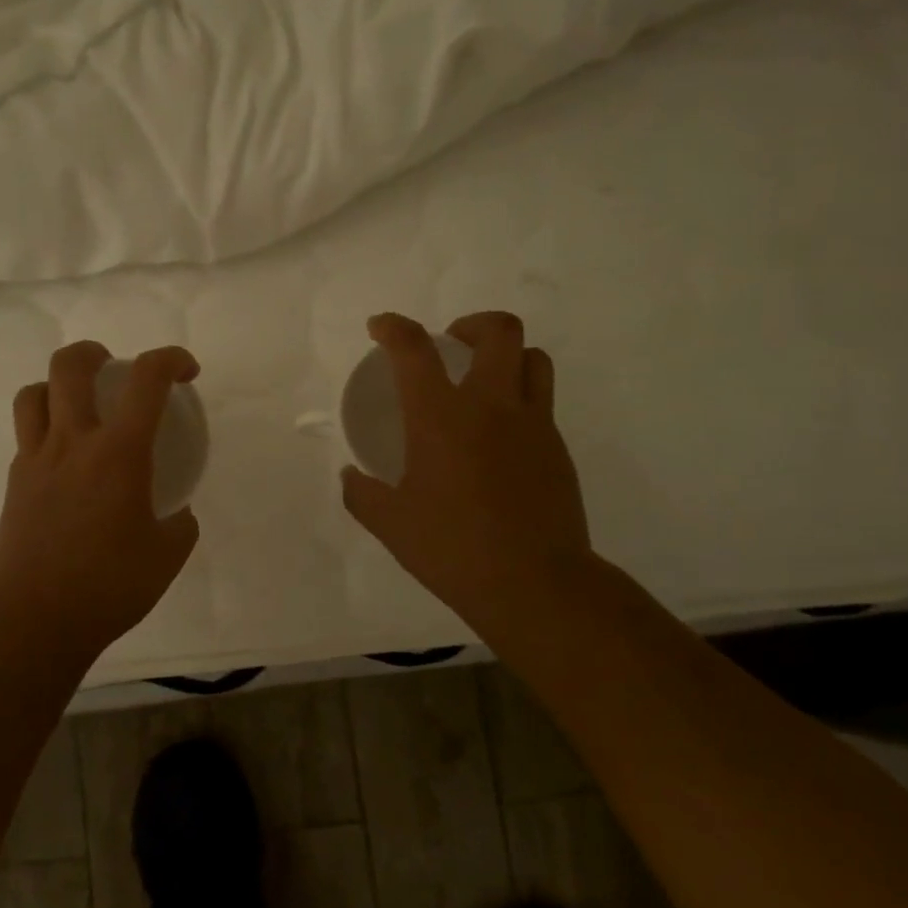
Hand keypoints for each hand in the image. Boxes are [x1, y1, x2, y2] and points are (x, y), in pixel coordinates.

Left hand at [0, 341, 201, 660]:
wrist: (35, 620)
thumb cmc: (110, 586)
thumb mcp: (167, 556)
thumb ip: (179, 525)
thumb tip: (176, 514)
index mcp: (118, 453)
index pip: (147, 380)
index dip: (171, 360)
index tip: (186, 372)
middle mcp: (72, 442)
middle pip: (70, 365)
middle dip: (96, 353)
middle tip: (115, 370)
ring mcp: (35, 460)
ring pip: (34, 393)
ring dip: (58, 386)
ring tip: (78, 406)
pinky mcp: (15, 483)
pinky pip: (26, 435)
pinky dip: (46, 428)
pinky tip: (65, 461)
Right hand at [341, 311, 592, 633]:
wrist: (535, 582)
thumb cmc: (453, 548)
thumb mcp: (390, 524)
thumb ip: (362, 494)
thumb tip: (350, 477)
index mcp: (441, 417)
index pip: (415, 349)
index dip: (393, 327)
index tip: (380, 327)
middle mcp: (491, 406)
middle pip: (498, 332)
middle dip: (471, 324)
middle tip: (451, 344)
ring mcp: (533, 424)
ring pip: (534, 359)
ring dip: (507, 355)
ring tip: (484, 379)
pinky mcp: (557, 448)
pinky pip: (543, 402)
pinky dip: (520, 399)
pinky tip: (500, 437)